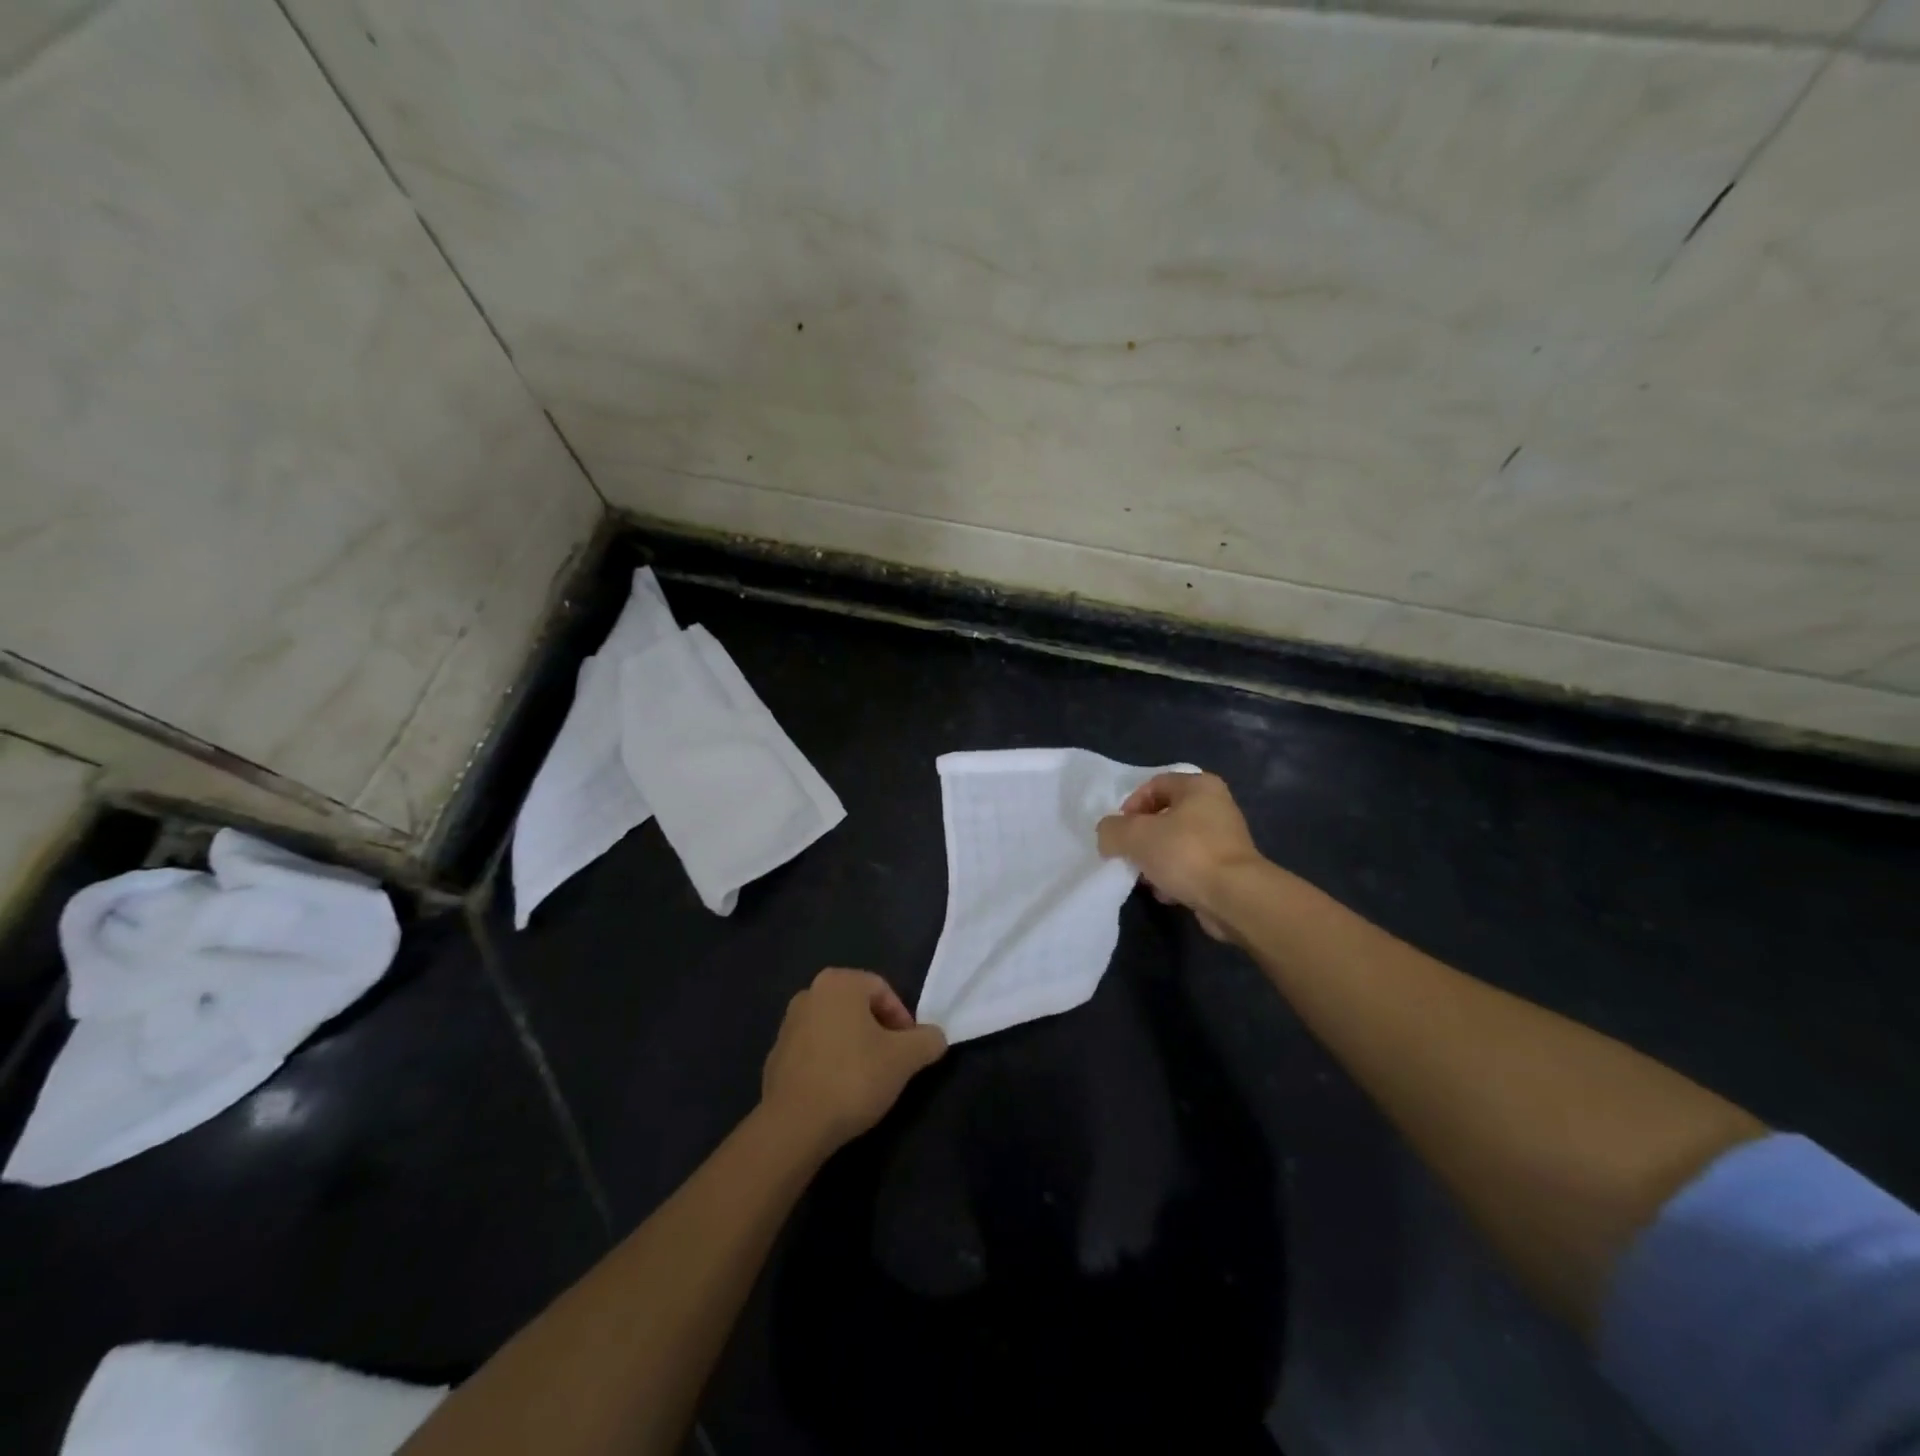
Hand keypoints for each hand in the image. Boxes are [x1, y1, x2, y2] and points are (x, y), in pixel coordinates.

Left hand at [760, 969, 946, 1153]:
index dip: (903, 1019)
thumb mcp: (905, 1059)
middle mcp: (810, 993)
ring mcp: (788, 1024)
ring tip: (867, 1080)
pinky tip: (839, 1092)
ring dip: (855, 1047)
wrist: (794, 1125)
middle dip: (879, 1032)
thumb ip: (928, 1040)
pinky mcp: (775, 1055)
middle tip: (892, 1064)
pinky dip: (831, 1063)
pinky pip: (815, 1051)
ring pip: (836, 1028)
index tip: (909, 1051)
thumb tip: (935, 1037)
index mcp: (839, 982)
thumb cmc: (853, 1078)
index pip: (884, 990)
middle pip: (858, 1007)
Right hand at [1095, 771, 1264, 941]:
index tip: (1119, 831)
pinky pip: (1191, 866)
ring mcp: (1225, 839)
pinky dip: (1175, 877)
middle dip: (1141, 837)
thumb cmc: (1185, 853)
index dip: (1130, 806)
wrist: (1234, 898)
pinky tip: (1166, 893)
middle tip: (1128, 854)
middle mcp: (1216, 806)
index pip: (1153, 785)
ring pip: (1176, 843)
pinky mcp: (1228, 869)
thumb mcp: (1134, 835)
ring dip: (1155, 860)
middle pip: (1164, 816)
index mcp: (1199, 786)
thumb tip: (1108, 836)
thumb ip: (1111, 830)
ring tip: (1145, 878)